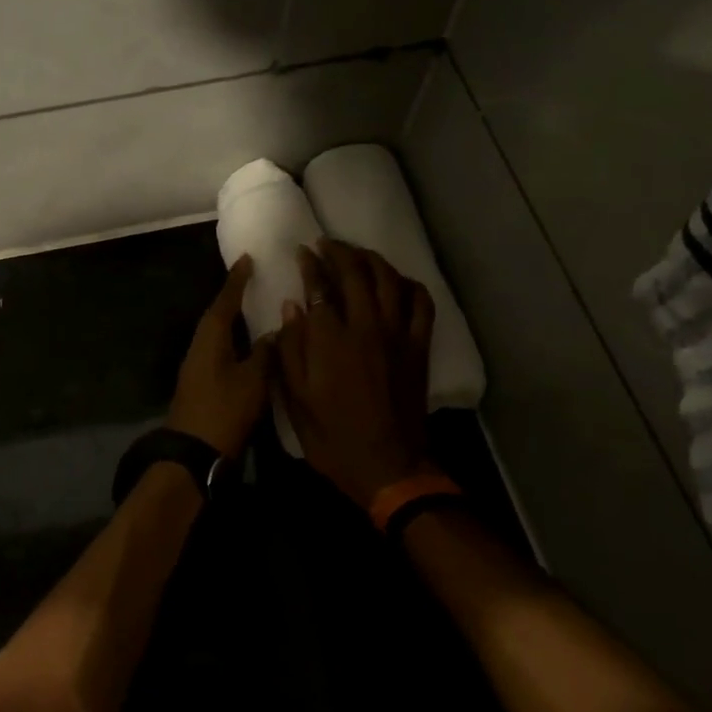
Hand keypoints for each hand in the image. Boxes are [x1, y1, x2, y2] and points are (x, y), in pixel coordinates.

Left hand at [166, 255, 274, 457]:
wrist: (194, 452)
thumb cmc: (224, 411)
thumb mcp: (253, 381)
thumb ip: (265, 353)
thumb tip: (273, 333)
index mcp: (210, 339)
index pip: (224, 302)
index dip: (236, 281)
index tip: (246, 260)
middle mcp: (199, 347)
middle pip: (217, 316)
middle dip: (233, 298)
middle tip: (252, 281)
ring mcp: (197, 367)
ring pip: (217, 335)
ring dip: (233, 320)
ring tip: (254, 308)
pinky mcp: (201, 384)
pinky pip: (219, 351)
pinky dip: (234, 341)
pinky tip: (248, 345)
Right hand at [277, 240, 436, 507]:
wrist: (387, 466)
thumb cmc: (332, 437)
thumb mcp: (296, 400)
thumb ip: (291, 351)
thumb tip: (292, 308)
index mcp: (331, 340)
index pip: (320, 286)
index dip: (310, 265)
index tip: (303, 253)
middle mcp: (366, 327)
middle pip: (356, 273)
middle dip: (339, 252)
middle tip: (326, 244)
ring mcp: (398, 335)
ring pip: (389, 280)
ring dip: (372, 260)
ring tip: (357, 254)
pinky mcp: (419, 347)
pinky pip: (421, 304)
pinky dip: (409, 285)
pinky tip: (397, 282)